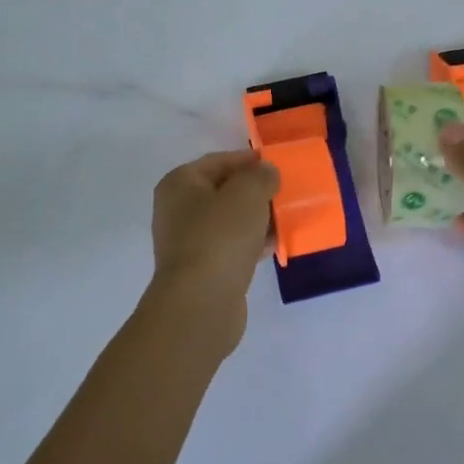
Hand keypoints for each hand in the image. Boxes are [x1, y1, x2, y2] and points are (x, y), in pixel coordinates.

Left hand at [143, 149, 279, 356]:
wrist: (201, 302)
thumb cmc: (220, 237)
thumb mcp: (247, 194)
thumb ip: (261, 176)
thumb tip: (266, 172)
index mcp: (180, 183)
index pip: (218, 161)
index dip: (248, 160)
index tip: (277, 164)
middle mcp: (177, 210)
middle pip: (223, 191)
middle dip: (255, 191)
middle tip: (285, 192)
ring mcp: (188, 241)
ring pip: (229, 221)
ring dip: (256, 218)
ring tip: (286, 218)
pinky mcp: (202, 269)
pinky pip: (231, 246)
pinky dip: (251, 243)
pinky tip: (275, 245)